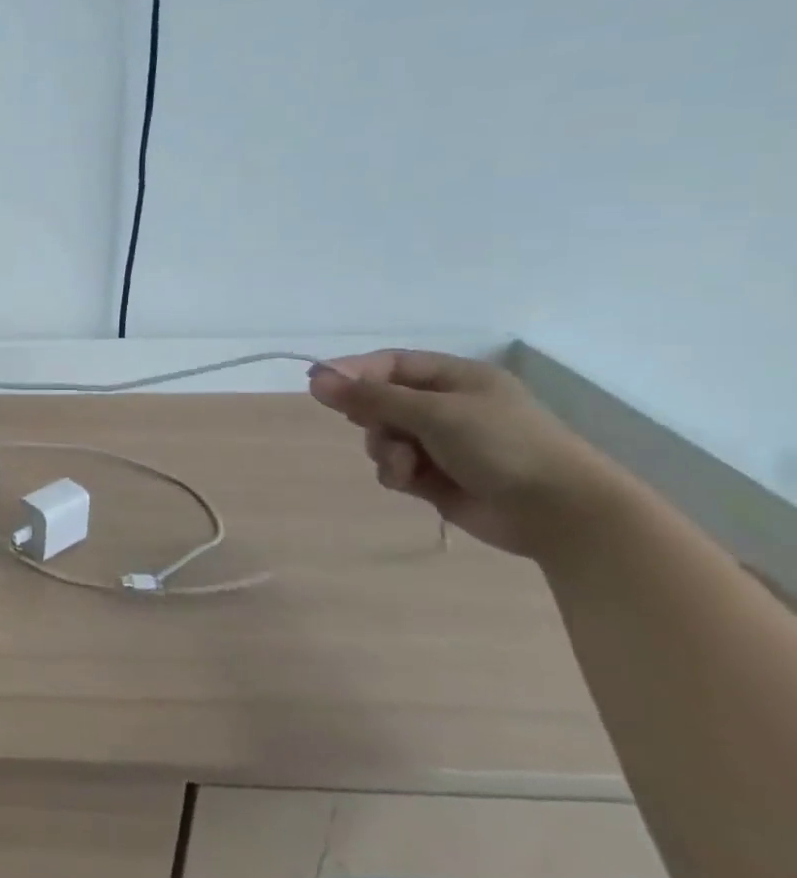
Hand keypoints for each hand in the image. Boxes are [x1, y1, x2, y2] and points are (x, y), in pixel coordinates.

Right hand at [308, 350, 628, 558]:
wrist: (561, 513)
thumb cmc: (503, 446)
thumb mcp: (434, 412)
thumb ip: (372, 397)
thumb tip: (315, 380)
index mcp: (457, 379)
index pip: (391, 364)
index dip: (353, 371)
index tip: (318, 384)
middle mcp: (449, 407)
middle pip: (382, 401)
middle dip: (372, 417)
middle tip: (369, 425)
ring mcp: (444, 444)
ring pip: (385, 437)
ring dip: (384, 449)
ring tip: (405, 465)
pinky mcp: (439, 477)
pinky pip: (397, 467)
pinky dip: (397, 473)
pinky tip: (411, 482)